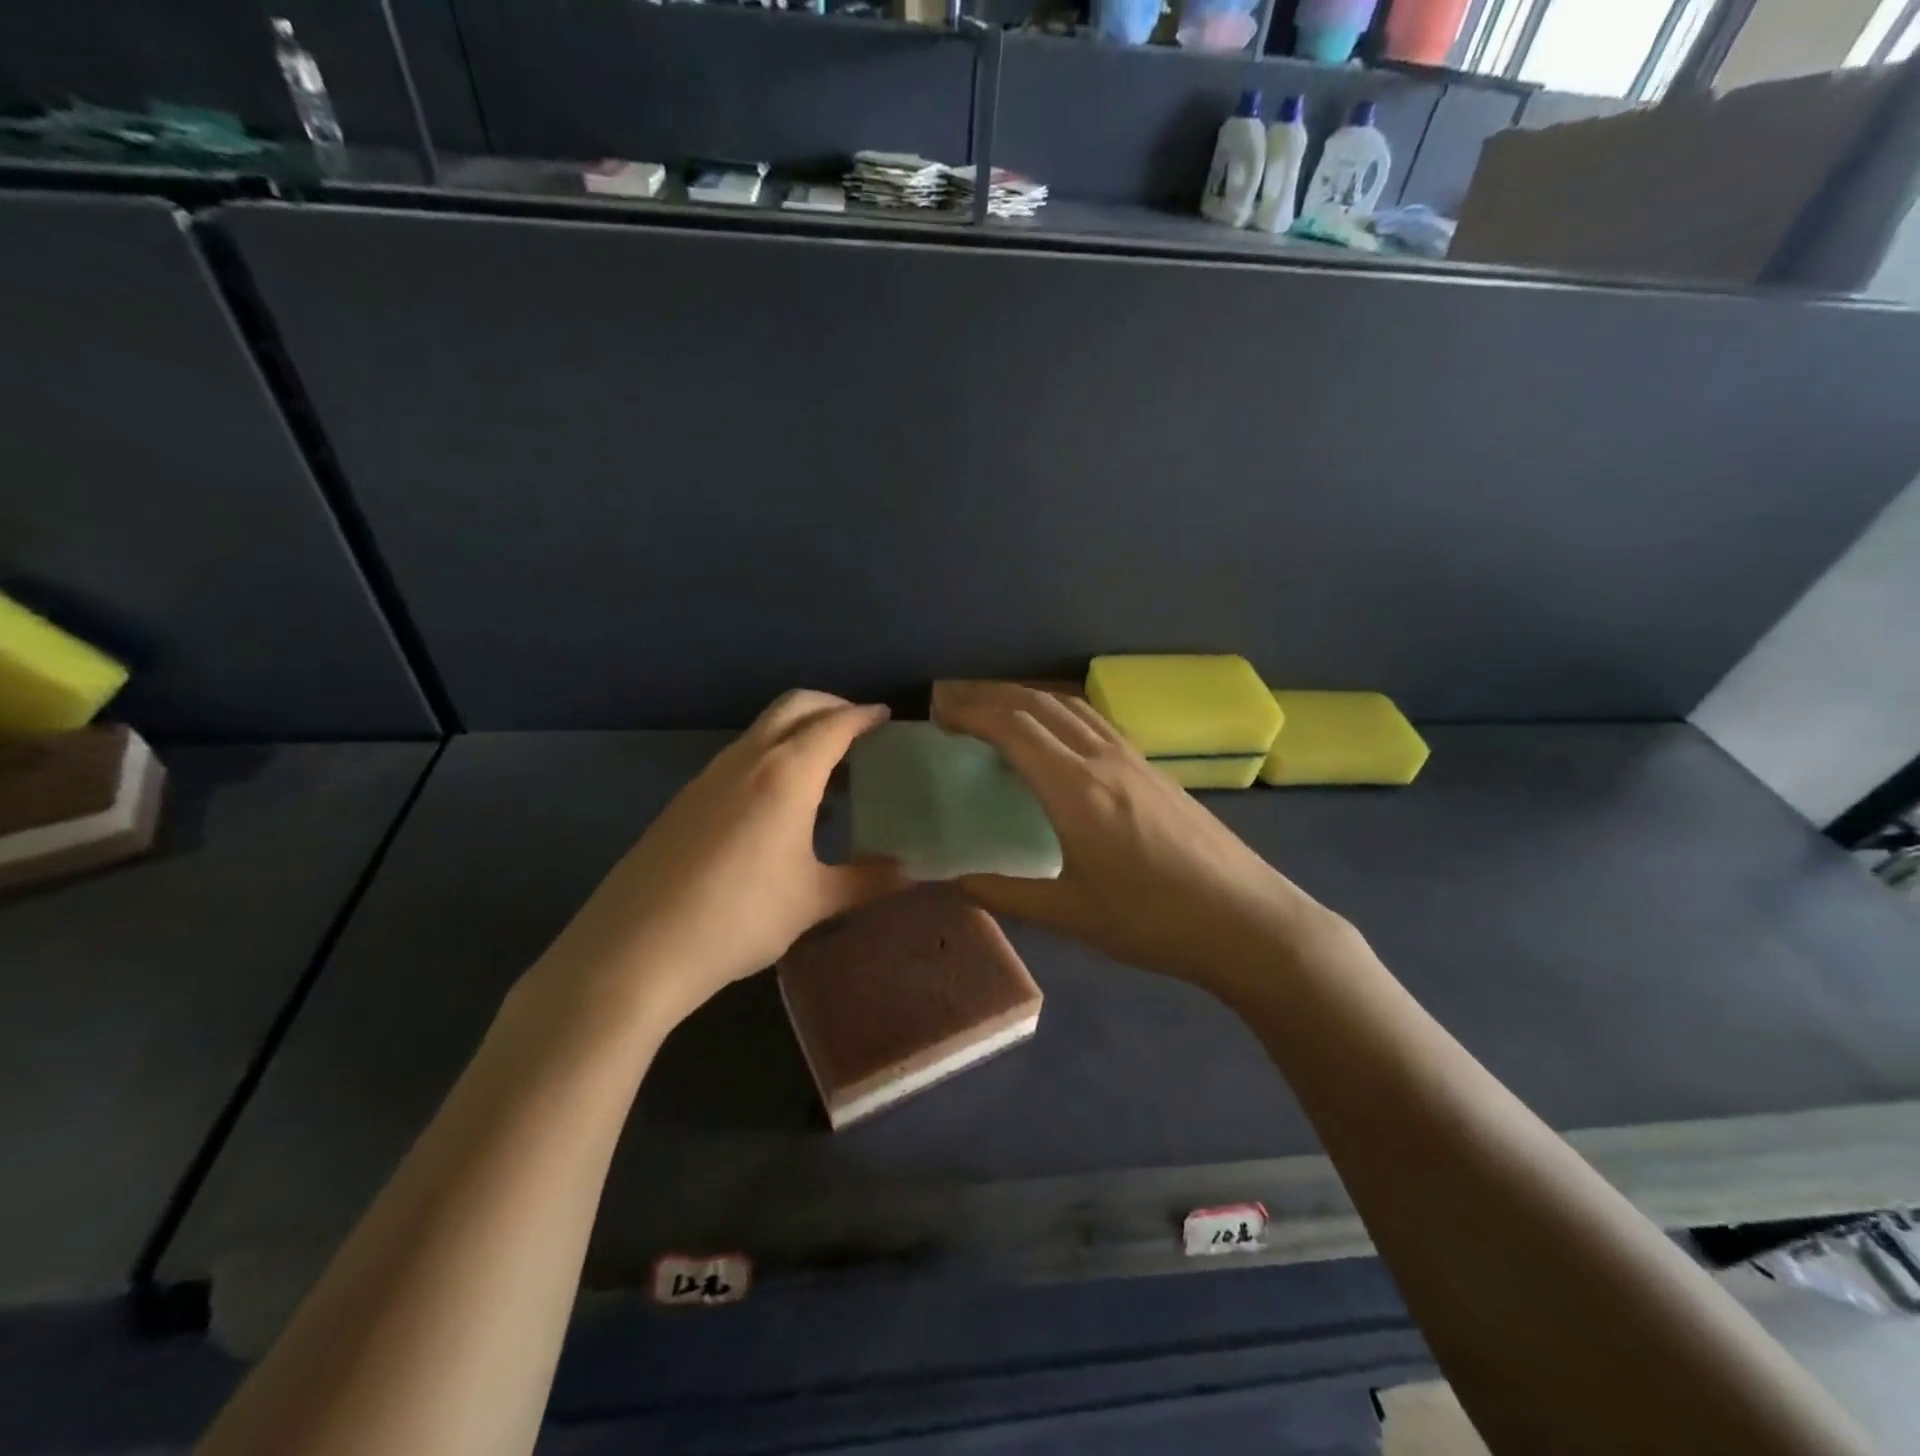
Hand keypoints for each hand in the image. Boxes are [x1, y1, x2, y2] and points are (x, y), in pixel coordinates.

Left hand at [528, 691, 906, 1031]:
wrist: (636, 949)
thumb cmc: (739, 918)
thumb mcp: (812, 901)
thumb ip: (868, 879)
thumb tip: (915, 871)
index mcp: (786, 774)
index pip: (834, 724)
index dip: (864, 716)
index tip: (887, 718)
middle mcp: (747, 760)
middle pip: (794, 706)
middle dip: (831, 706)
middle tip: (860, 730)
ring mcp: (709, 776)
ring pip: (763, 730)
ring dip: (799, 732)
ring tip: (827, 770)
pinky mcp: (686, 798)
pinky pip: (740, 757)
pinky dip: (772, 757)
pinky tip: (780, 805)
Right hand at [938, 685, 1338, 989]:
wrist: (1246, 920)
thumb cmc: (1153, 921)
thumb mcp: (1072, 915)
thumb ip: (1008, 895)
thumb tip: (959, 882)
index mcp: (1076, 790)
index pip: (1013, 728)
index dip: (971, 713)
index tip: (939, 714)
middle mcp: (1103, 760)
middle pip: (1039, 705)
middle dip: (991, 696)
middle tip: (955, 706)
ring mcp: (1134, 760)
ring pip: (1071, 707)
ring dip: (1028, 698)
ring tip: (997, 711)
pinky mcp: (1154, 769)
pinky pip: (1096, 722)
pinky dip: (1061, 713)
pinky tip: (1057, 736)